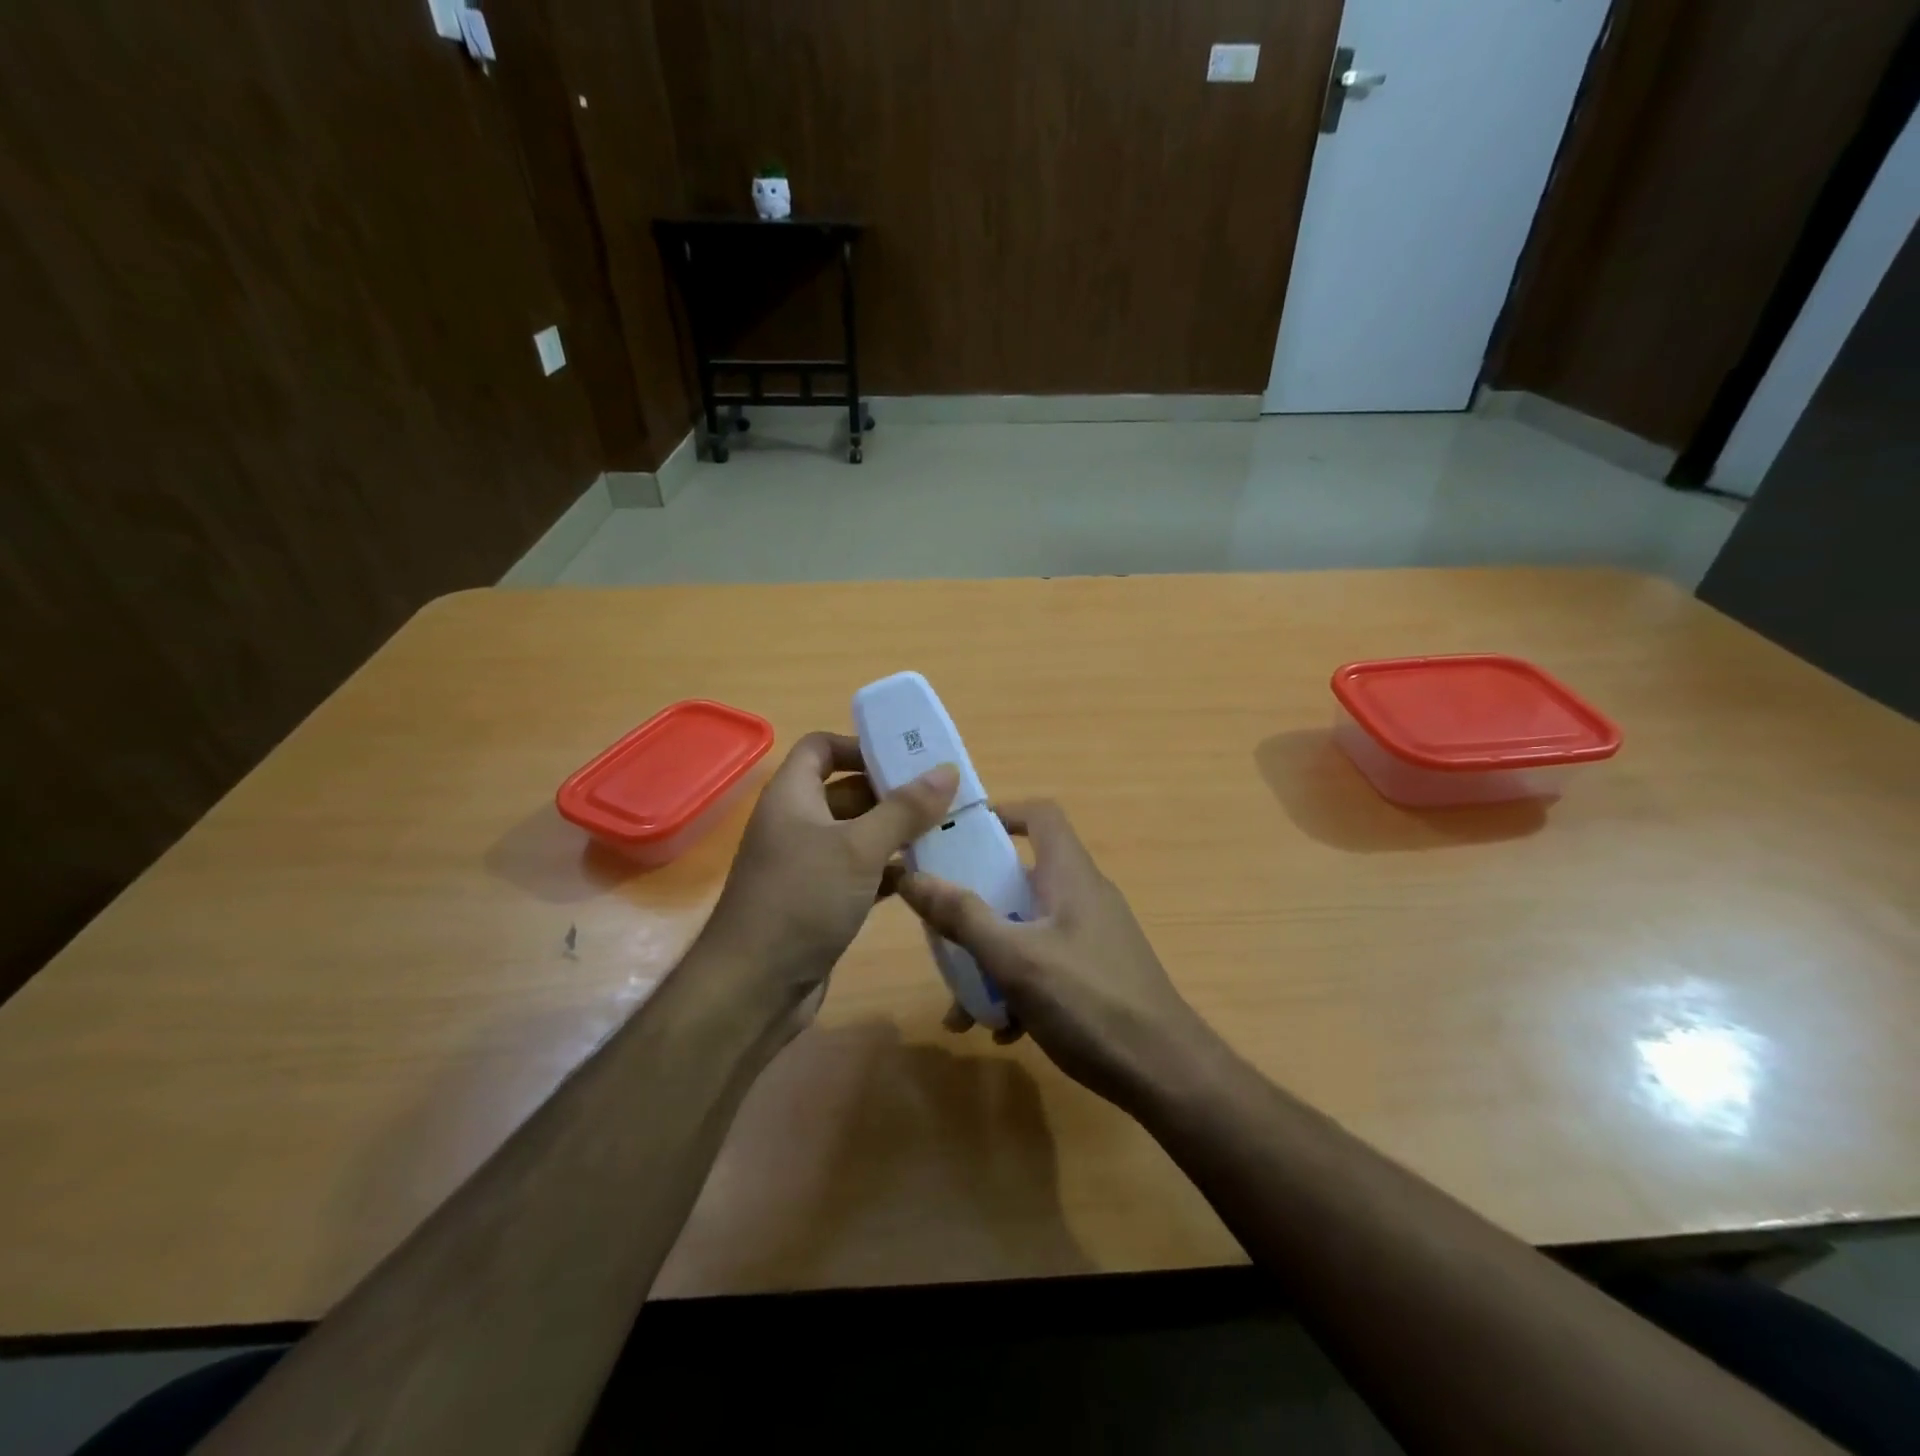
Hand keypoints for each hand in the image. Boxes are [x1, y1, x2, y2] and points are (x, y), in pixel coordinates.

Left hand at [700, 732, 956, 1012]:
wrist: (753, 988)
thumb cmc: (802, 900)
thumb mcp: (859, 848)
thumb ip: (904, 809)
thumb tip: (947, 770)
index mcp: (792, 796)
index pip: (821, 748)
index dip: (859, 746)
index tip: (906, 758)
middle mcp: (796, 824)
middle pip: (846, 792)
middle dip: (891, 793)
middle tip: (943, 796)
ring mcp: (805, 866)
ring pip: (856, 836)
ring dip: (895, 834)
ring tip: (944, 832)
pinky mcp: (818, 902)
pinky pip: (858, 874)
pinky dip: (887, 872)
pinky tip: (922, 878)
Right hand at [896, 801, 1217, 1109]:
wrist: (1166, 1074)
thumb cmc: (1089, 1002)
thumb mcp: (1016, 959)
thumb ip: (963, 917)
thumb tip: (911, 875)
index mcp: (1070, 875)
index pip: (1039, 815)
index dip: (1000, 814)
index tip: (956, 838)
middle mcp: (1083, 896)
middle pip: (1022, 878)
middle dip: (977, 905)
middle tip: (942, 931)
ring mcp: (1093, 937)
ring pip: (1028, 929)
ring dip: (992, 959)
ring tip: (962, 1008)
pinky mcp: (1097, 974)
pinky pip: (1046, 965)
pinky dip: (1019, 987)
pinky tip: (1002, 1030)